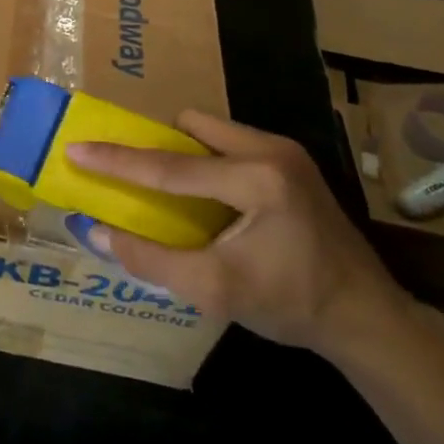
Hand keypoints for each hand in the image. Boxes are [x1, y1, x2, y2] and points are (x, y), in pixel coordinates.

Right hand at [69, 111, 406, 358]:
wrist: (366, 316)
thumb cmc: (291, 305)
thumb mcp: (216, 291)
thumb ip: (152, 260)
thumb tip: (97, 232)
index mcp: (256, 180)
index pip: (171, 166)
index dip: (118, 160)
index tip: (77, 148)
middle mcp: (271, 150)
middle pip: (191, 127)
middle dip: (158, 146)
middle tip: (134, 174)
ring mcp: (285, 150)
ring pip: (211, 129)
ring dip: (183, 152)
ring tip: (171, 189)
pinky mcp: (291, 160)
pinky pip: (230, 142)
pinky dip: (207, 160)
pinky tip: (207, 196)